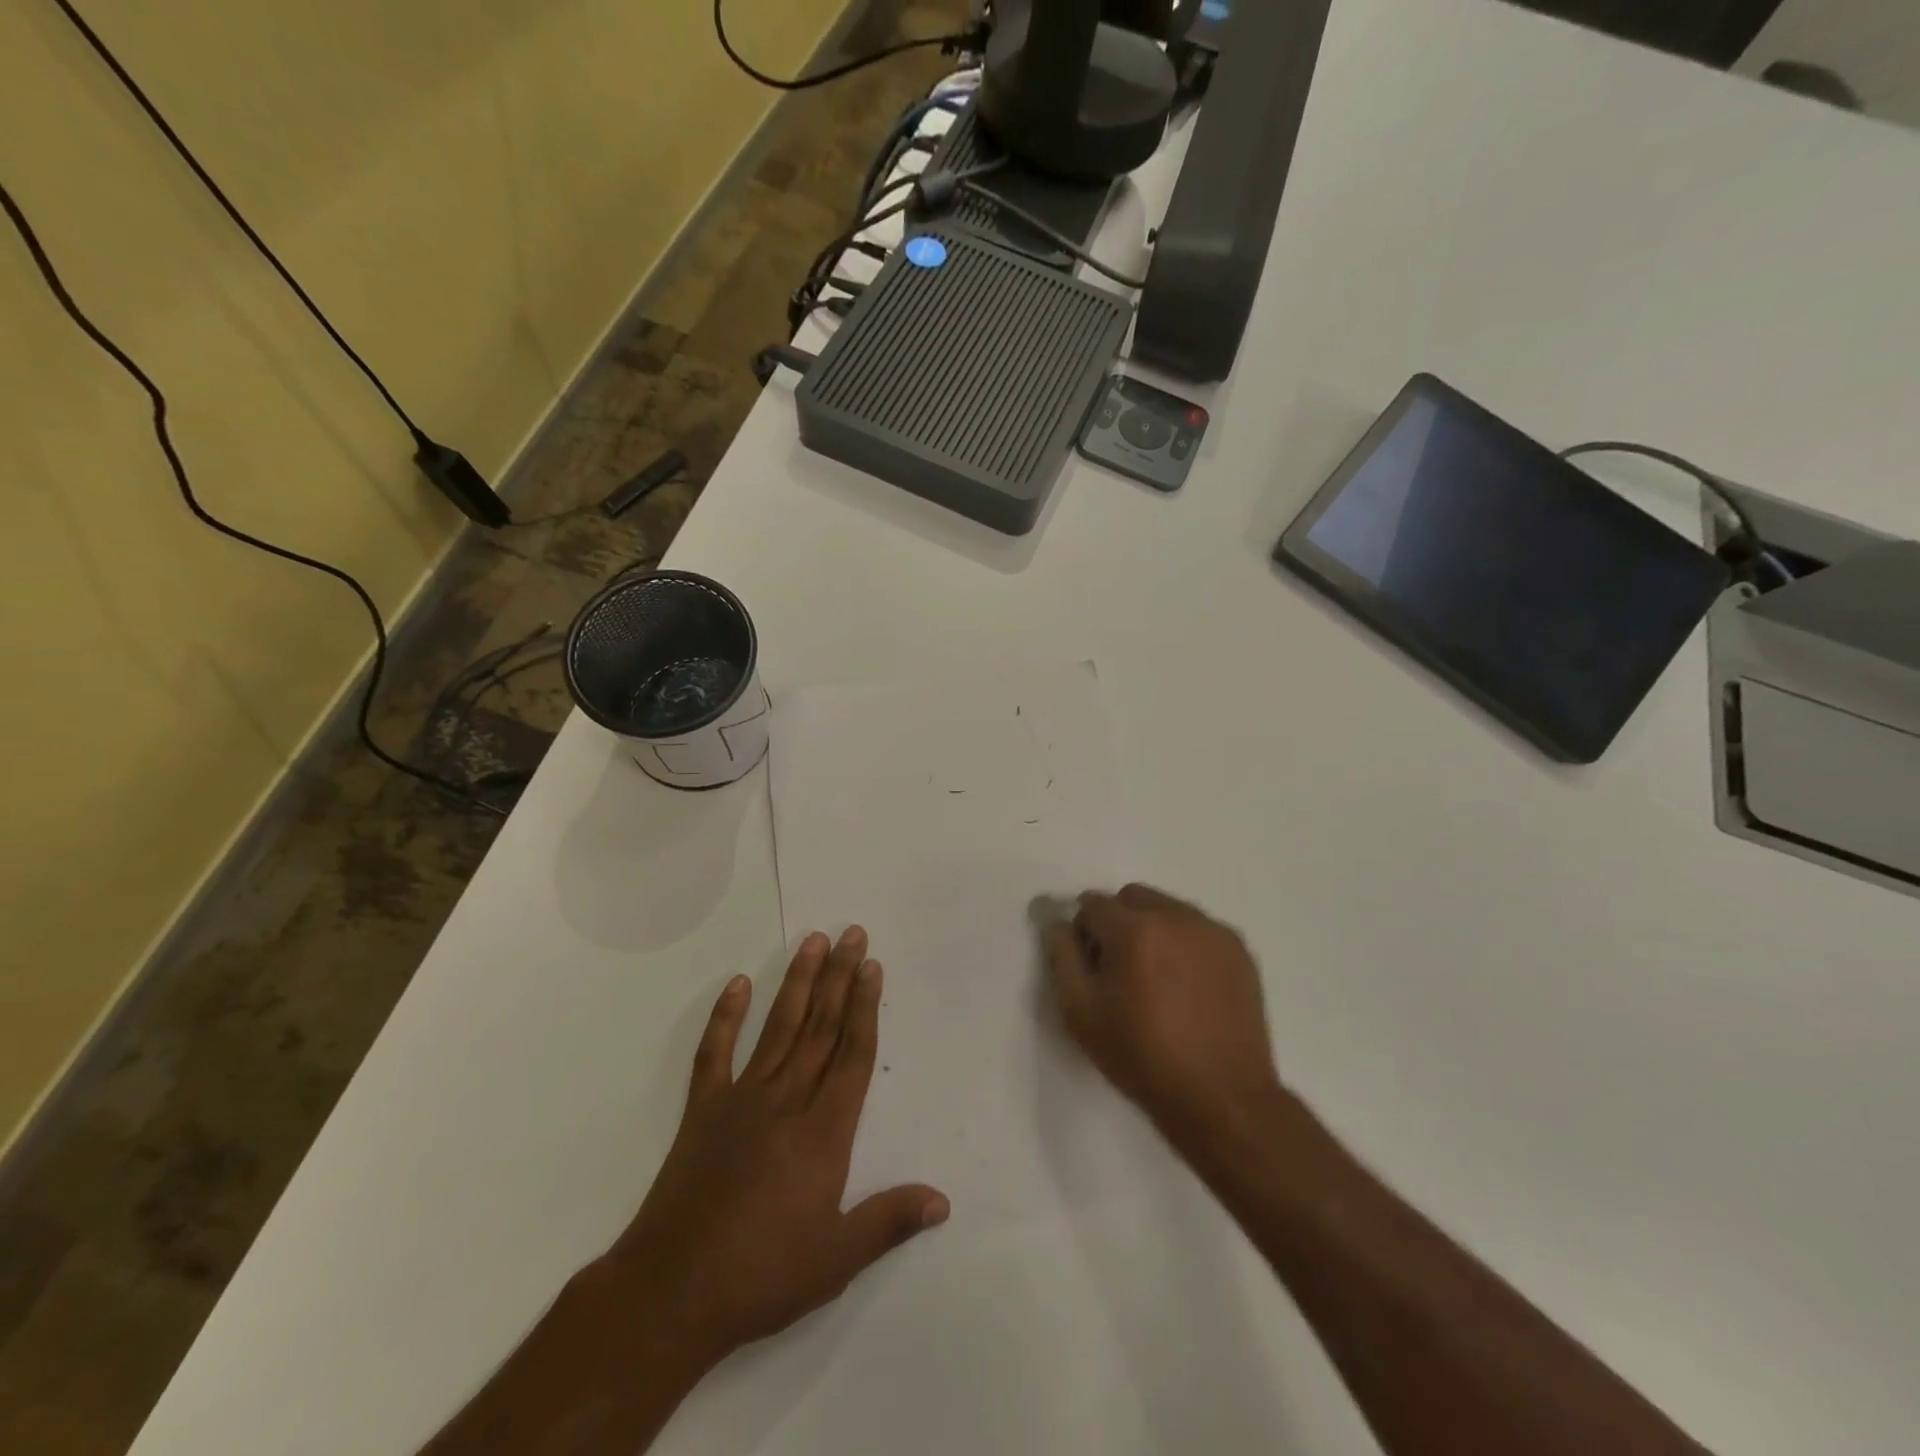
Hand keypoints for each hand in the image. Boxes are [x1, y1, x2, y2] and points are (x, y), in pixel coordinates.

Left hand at [595, 927, 948, 1373]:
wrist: (671, 1293)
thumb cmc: (762, 1276)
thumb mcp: (837, 1259)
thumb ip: (890, 1221)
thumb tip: (943, 1200)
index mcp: (824, 1131)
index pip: (852, 1054)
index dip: (865, 1007)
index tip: (872, 966)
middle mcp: (787, 1100)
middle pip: (820, 1027)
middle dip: (839, 977)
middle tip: (852, 933)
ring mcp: (741, 1100)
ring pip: (778, 1027)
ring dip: (797, 982)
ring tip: (812, 940)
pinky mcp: (703, 1110)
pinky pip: (715, 1052)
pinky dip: (725, 1016)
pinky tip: (737, 983)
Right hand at [1045, 884, 1282, 1154]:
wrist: (1222, 1099)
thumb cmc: (1142, 1057)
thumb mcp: (1080, 1013)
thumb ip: (1061, 956)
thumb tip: (1057, 922)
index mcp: (1135, 929)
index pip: (1092, 904)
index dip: (1083, 932)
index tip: (1089, 967)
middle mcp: (1176, 916)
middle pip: (1132, 897)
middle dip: (1117, 922)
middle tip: (1120, 969)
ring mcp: (1212, 931)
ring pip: (1167, 909)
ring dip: (1152, 929)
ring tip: (1157, 980)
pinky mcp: (1238, 949)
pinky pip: (1198, 929)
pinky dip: (1184, 944)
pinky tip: (1187, 987)